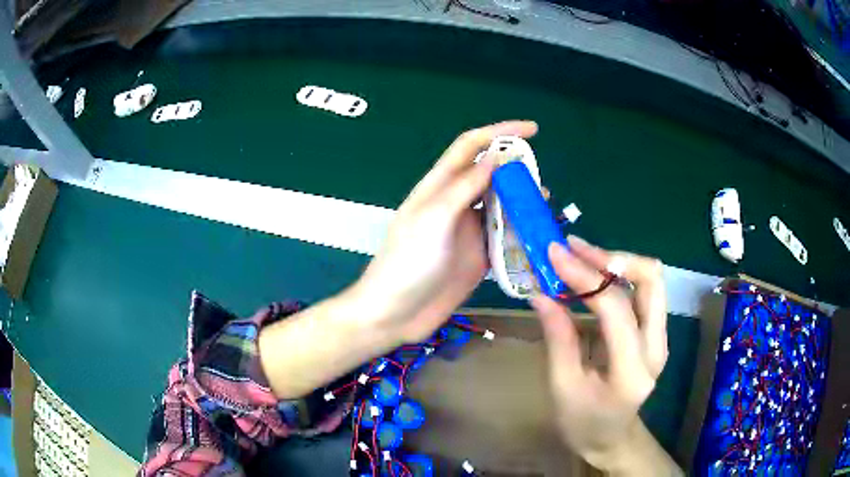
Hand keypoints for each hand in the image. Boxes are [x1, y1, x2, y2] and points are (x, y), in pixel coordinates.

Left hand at [352, 121, 537, 343]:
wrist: (395, 313)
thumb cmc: (407, 263)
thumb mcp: (433, 219)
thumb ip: (464, 187)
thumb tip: (496, 157)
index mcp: (440, 187)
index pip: (471, 147)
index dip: (500, 132)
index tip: (533, 130)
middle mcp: (456, 204)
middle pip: (492, 176)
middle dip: (518, 171)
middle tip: (542, 182)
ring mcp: (468, 231)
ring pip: (502, 207)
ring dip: (523, 203)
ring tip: (546, 207)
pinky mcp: (478, 257)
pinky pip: (505, 237)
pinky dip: (523, 233)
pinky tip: (539, 235)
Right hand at [531, 236, 668, 469]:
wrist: (612, 439)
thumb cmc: (583, 423)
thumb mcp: (562, 387)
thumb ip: (557, 338)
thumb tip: (540, 293)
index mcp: (631, 370)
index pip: (615, 308)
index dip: (585, 276)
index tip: (554, 254)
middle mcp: (656, 346)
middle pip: (651, 279)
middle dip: (612, 257)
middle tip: (574, 249)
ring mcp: (660, 337)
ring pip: (651, 279)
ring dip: (617, 261)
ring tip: (580, 255)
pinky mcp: (654, 332)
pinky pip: (643, 291)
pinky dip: (619, 275)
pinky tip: (592, 274)